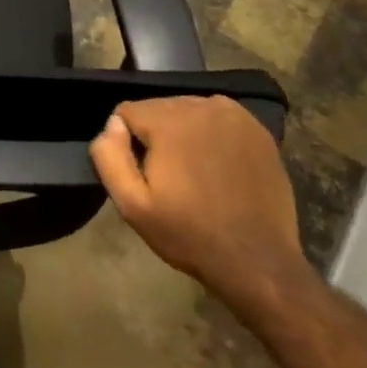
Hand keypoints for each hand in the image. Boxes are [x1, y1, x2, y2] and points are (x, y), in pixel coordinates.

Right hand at [88, 96, 303, 295]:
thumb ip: (108, 156)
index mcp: (168, 121)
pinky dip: (210, 133)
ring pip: (186, 110)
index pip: (126, 112)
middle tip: (169, 177)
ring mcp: (233, 115)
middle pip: (157, 108)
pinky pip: (217, 117)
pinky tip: (218, 164)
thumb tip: (113, 124)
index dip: (128, 144)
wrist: (258, 262)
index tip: (145, 176)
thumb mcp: (131, 204)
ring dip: (182, 132)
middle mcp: (200, 106)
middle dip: (155, 135)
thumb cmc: (189, 234)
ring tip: (194, 172)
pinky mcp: (257, 129)